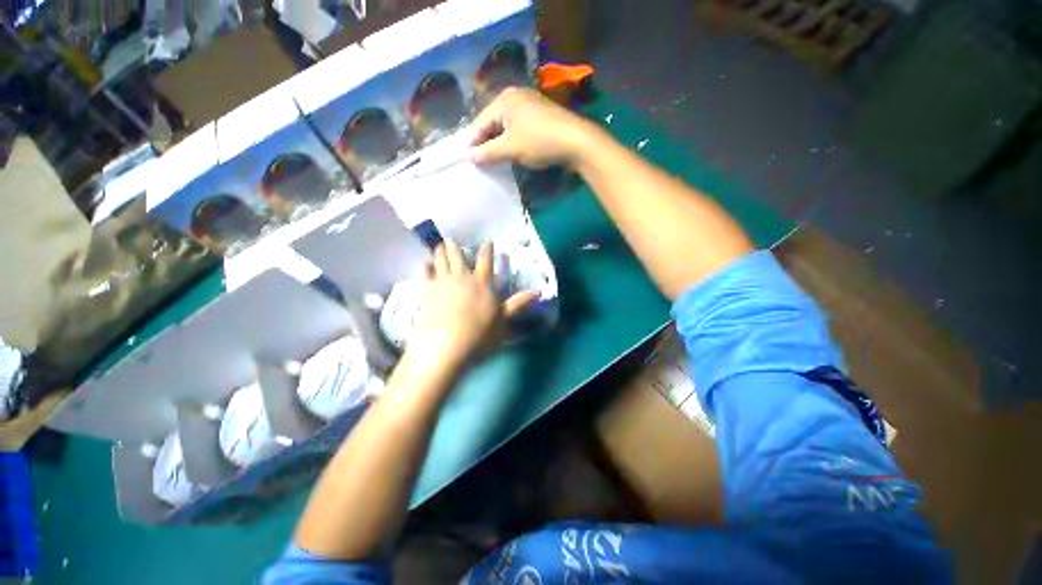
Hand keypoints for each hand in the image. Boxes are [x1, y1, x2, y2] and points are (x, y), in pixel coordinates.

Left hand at [406, 242, 535, 370]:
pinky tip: (426, 263)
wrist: (446, 344)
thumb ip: (517, 304)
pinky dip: (427, 266)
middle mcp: (462, 277)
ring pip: (441, 258)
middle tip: (455, 242)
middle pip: (458, 254)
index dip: (487, 249)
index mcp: (483, 283)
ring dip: (441, 250)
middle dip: (457, 246)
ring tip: (440, 245)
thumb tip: (538, 291)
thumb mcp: (503, 323)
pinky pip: (427, 272)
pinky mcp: (427, 289)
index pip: (486, 260)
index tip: (487, 241)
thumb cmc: (479, 336)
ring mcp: (443, 281)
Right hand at [469, 88, 597, 168]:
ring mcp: (531, 101)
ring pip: (507, 123)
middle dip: (486, 140)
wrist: (581, 141)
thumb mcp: (509, 149)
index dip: (472, 143)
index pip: (479, 123)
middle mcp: (516, 95)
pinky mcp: (543, 111)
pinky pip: (520, 124)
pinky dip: (514, 136)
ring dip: (500, 140)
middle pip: (493, 121)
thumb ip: (485, 152)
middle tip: (480, 161)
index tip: (466, 160)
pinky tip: (514, 150)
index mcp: (504, 99)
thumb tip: (468, 157)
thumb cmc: (540, 141)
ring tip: (495, 158)